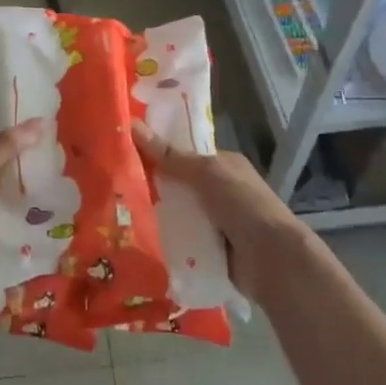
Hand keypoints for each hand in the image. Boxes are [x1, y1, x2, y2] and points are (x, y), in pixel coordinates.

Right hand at [131, 120, 309, 303]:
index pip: (185, 152)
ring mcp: (216, 220)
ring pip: (178, 212)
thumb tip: (131, 125)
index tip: (125, 149)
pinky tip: (138, 237)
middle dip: (153, 185)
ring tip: (117, 210)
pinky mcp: (210, 247)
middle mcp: (220, 189)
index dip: (158, 150)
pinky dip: (166, 238)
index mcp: (224, 164)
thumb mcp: (206, 173)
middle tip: (113, 182)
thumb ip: (170, 155)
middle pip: (178, 184)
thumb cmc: (243, 204)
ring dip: (157, 214)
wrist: (272, 259)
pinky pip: (181, 238)